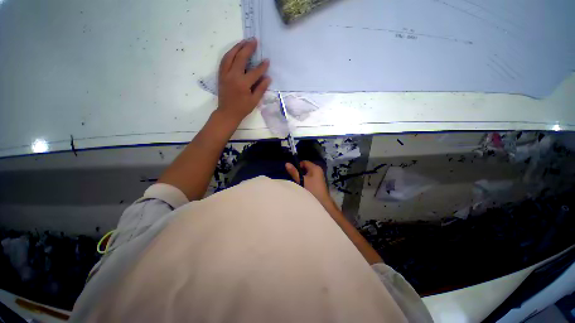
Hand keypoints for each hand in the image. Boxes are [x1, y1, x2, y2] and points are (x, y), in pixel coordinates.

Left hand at [217, 38, 270, 123]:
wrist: (227, 113)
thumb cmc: (242, 108)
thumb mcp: (254, 101)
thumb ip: (261, 88)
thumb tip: (268, 78)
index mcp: (243, 84)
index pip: (255, 72)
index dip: (262, 66)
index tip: (267, 60)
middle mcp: (233, 76)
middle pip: (240, 58)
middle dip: (248, 48)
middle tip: (254, 40)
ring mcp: (225, 74)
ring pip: (230, 56)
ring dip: (237, 47)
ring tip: (244, 41)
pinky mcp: (221, 75)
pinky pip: (224, 60)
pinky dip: (229, 54)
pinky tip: (234, 51)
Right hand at [285, 161, 333, 206]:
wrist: (322, 203)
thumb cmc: (312, 190)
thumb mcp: (301, 180)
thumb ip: (294, 172)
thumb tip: (287, 163)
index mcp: (315, 168)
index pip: (304, 162)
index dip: (297, 165)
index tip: (292, 172)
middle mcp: (318, 170)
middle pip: (306, 167)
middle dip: (299, 171)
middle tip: (293, 177)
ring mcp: (319, 176)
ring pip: (307, 173)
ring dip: (302, 176)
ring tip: (297, 181)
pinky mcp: (318, 182)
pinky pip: (310, 178)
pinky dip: (306, 180)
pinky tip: (302, 185)